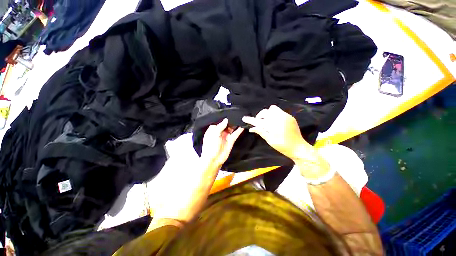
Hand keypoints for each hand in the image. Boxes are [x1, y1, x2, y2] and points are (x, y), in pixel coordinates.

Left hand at [201, 118, 243, 167]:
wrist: (214, 159)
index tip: (229, 111)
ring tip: (241, 118)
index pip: (219, 121)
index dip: (224, 117)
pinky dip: (239, 130)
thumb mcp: (214, 134)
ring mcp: (226, 136)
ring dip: (235, 124)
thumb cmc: (211, 146)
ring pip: (231, 128)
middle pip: (226, 124)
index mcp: (213, 129)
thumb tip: (226, 119)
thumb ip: (220, 126)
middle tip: (237, 113)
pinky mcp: (231, 140)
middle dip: (231, 120)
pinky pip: (235, 133)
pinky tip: (243, 125)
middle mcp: (220, 131)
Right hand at [242, 105, 329, 177]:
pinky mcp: (290, 117)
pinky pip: (279, 111)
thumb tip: (251, 128)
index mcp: (273, 125)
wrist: (298, 147)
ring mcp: (285, 116)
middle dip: (260, 116)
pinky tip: (275, 121)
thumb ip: (260, 132)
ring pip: (272, 109)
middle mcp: (279, 118)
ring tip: (267, 121)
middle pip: (265, 112)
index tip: (244, 118)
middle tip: (259, 122)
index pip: (258, 121)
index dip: (251, 120)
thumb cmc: (282, 146)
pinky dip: (274, 114)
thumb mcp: (269, 140)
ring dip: (267, 113)